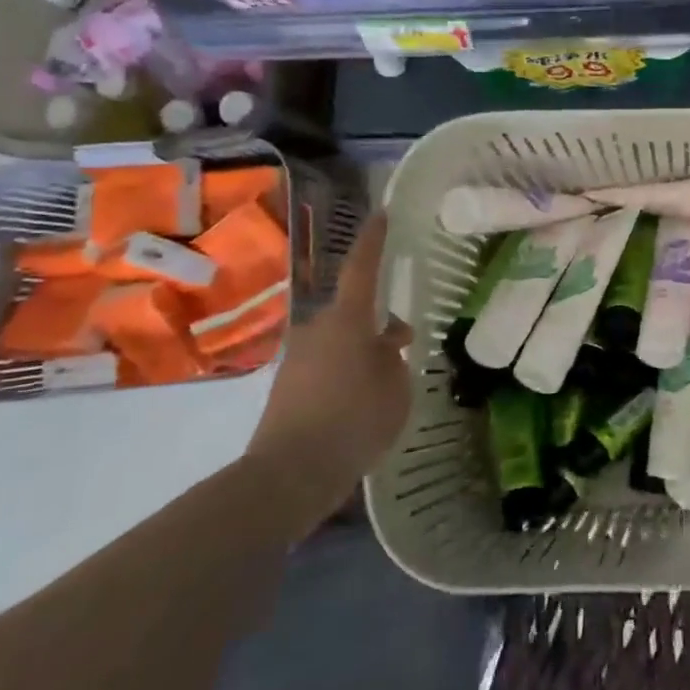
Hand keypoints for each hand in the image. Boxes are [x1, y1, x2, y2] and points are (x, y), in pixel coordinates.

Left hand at [245, 213, 411, 539]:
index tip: (381, 215)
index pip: (362, 269)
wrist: (290, 474)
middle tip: (402, 341)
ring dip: (362, 352)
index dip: (374, 241)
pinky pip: (326, 366)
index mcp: (347, 321)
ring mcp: (298, 358)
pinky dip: (345, 374)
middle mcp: (317, 330)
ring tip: (386, 380)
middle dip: (376, 322)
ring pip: (340, 342)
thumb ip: (395, 357)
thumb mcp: (396, 387)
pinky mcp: (287, 386)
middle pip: (352, 313)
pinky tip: (361, 402)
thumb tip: (387, 341)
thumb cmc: (354, 419)